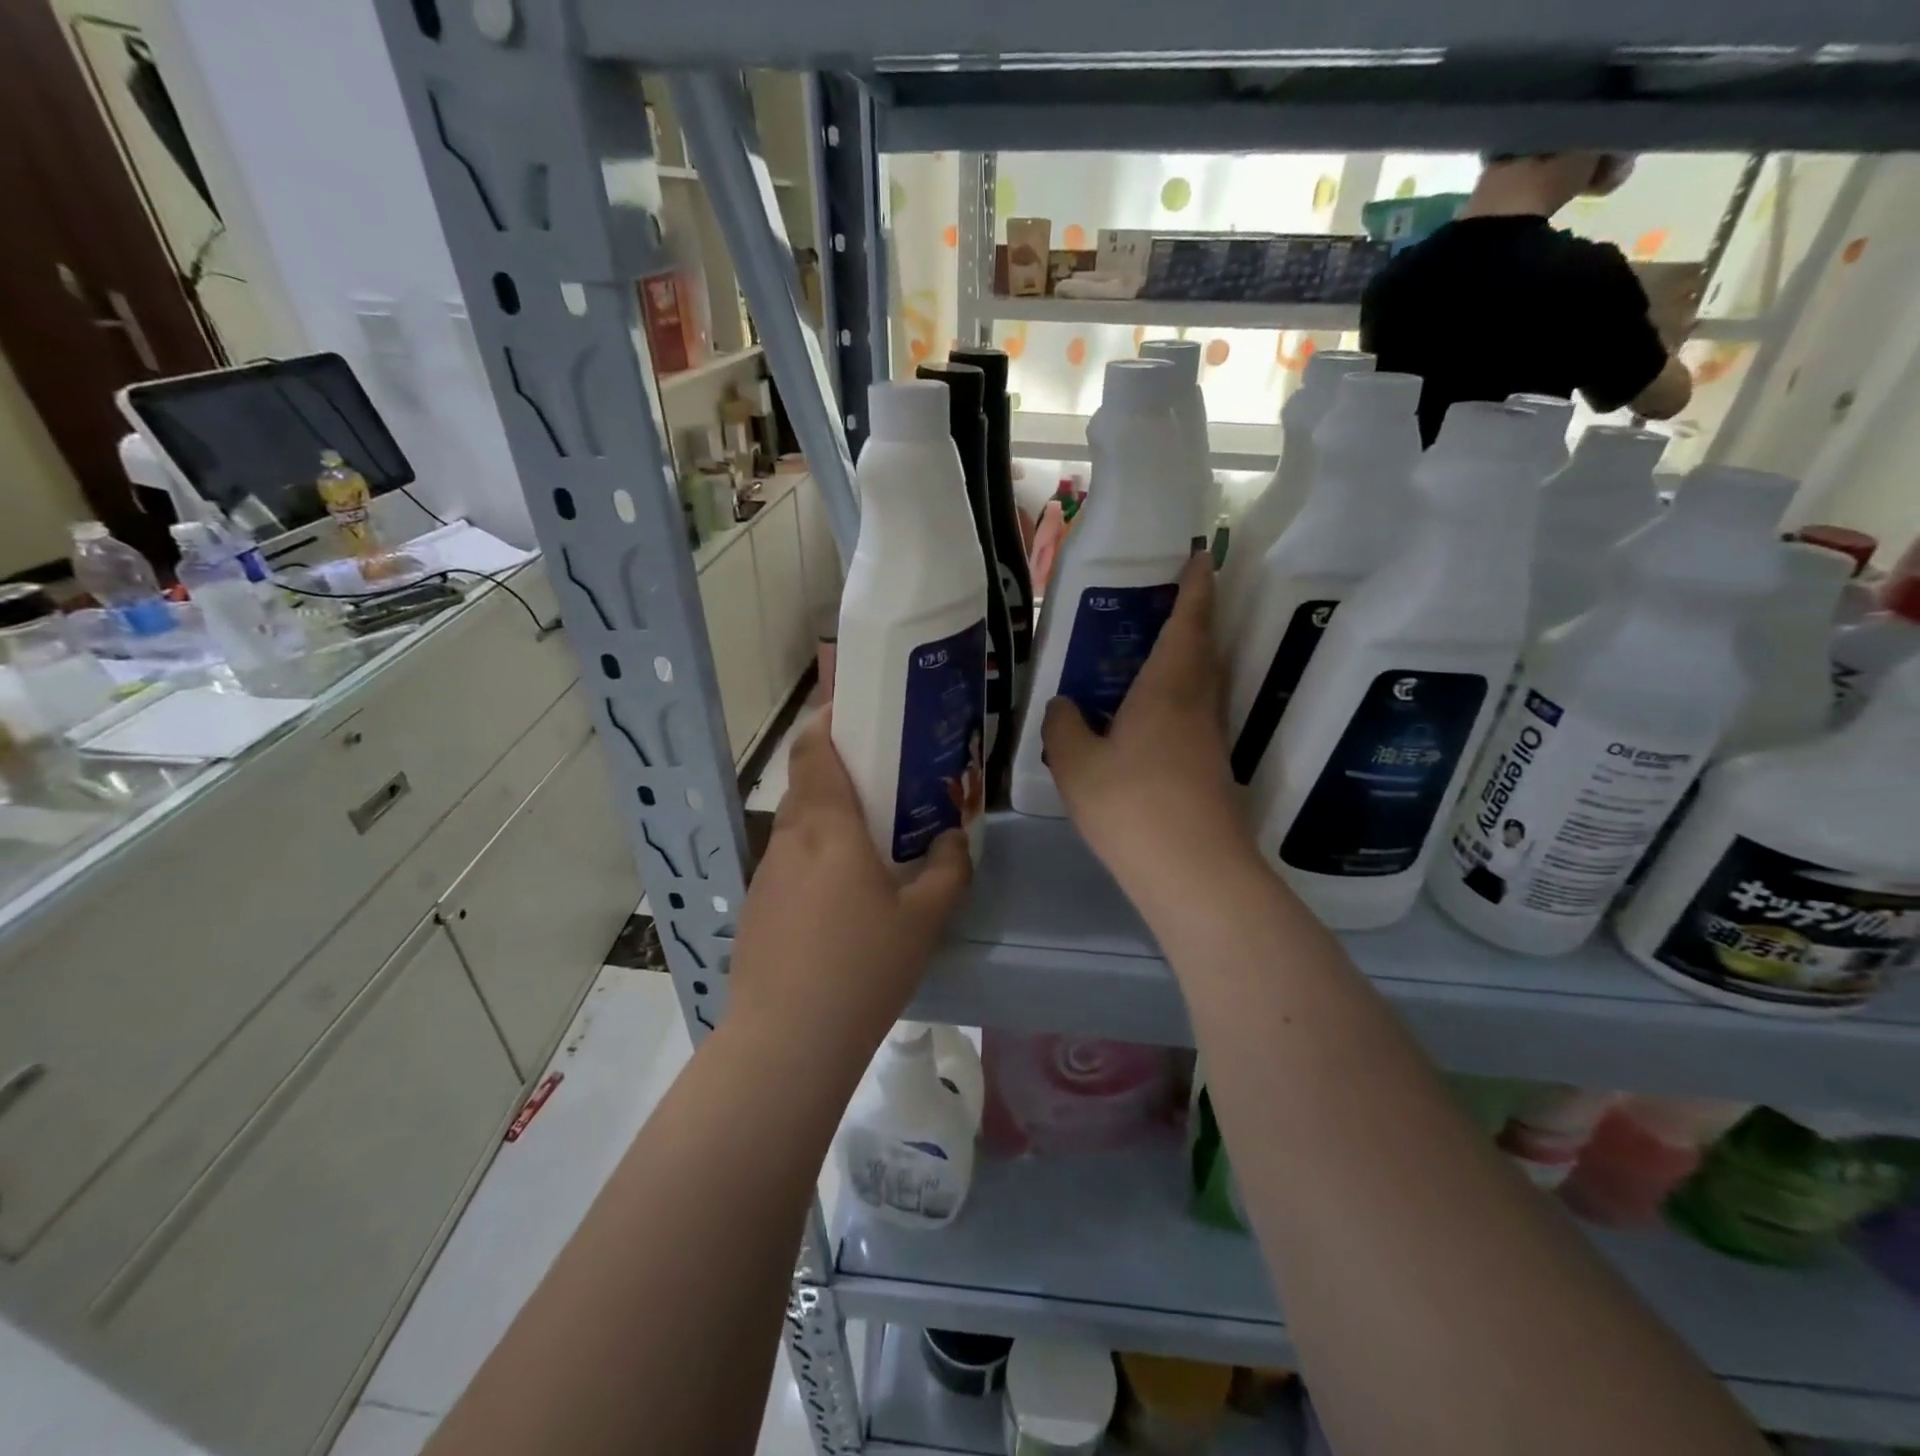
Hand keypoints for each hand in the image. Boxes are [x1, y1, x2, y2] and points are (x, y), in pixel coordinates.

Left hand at [727, 711, 971, 1047]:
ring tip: (869, 838)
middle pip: (807, 781)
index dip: (828, 719)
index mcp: (828, 826)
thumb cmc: (862, 967)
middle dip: (840, 768)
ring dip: (829, 816)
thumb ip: (948, 870)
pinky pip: (789, 862)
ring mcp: (767, 873)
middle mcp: (790, 838)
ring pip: (798, 824)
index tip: (856, 711)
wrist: (787, 1041)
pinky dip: (814, 856)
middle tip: (884, 779)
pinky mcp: (757, 907)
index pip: (813, 748)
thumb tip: (952, 838)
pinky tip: (841, 896)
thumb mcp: (924, 919)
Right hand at [1041, 554, 1253, 889]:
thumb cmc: (1131, 804)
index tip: (1202, 557)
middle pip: (1203, 650)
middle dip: (1193, 620)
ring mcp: (1210, 740)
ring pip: (1202, 685)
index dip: (1196, 586)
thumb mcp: (1077, 765)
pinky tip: (1148, 722)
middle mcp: (1198, 705)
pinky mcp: (1212, 771)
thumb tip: (1064, 706)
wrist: (1193, 872)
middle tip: (1167, 603)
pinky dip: (1177, 703)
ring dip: (1187, 662)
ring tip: (1151, 658)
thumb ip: (1064, 728)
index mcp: (1168, 688)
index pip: (1188, 622)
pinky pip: (1194, 718)